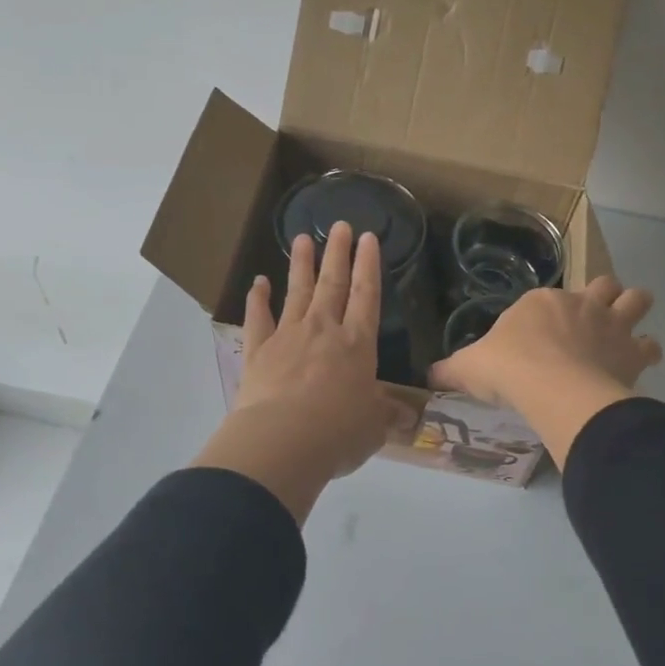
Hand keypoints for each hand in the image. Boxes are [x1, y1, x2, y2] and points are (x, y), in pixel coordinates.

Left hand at [190, 222, 398, 521]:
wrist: (283, 440)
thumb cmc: (338, 432)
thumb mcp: (373, 427)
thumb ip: (386, 415)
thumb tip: (406, 417)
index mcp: (357, 344)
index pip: (366, 295)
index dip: (369, 266)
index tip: (368, 238)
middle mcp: (323, 330)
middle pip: (332, 284)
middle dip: (338, 253)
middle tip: (339, 225)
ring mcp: (288, 336)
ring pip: (297, 291)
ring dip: (301, 264)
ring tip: (302, 238)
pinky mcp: (258, 351)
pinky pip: (259, 318)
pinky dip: (258, 299)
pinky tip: (258, 282)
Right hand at [430, 277, 661, 468]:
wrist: (551, 387)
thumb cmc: (508, 369)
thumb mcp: (468, 368)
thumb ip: (450, 370)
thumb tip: (427, 377)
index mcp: (541, 301)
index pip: (547, 298)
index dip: (547, 315)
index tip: (539, 338)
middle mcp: (580, 303)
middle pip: (602, 285)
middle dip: (601, 298)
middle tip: (591, 322)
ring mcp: (610, 324)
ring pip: (636, 299)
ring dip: (633, 311)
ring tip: (625, 331)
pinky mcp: (632, 351)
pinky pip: (651, 345)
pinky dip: (646, 352)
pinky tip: (638, 363)